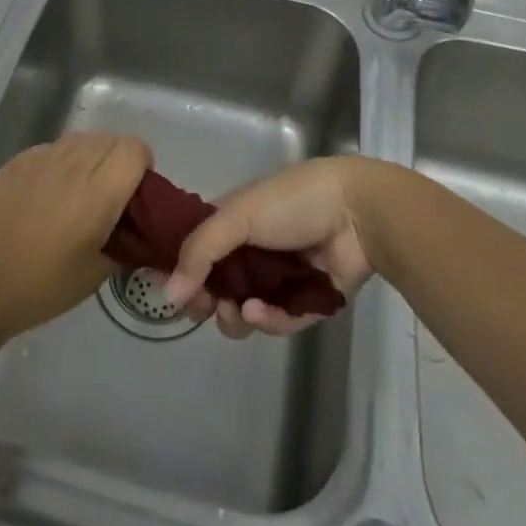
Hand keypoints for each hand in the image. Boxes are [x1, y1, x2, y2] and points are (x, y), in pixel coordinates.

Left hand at [0, 131, 151, 342]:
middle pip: (112, 138)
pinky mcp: (17, 160)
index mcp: (97, 191)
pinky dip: (60, 162)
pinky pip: (52, 148)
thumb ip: (124, 244)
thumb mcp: (95, 275)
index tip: (134, 195)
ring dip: (90, 157)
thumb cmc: (41, 287)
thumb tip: (136, 231)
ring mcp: (41, 157)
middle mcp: (72, 163)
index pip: (135, 149)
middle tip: (109, 197)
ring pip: (82, 138)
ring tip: (77, 193)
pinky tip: (46, 195)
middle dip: (119, 160)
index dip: (142, 166)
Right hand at [163, 156, 392, 338]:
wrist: (356, 214)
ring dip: (236, 316)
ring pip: (246, 310)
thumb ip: (200, 251)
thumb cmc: (292, 203)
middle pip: (219, 286)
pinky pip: (280, 322)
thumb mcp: (238, 215)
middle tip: (206, 307)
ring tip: (239, 312)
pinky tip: (264, 313)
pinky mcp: (307, 303)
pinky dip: (269, 321)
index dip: (183, 270)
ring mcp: (281, 278)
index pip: (198, 249)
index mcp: (234, 220)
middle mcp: (254, 249)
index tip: (170, 291)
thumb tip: (168, 292)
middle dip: (208, 300)